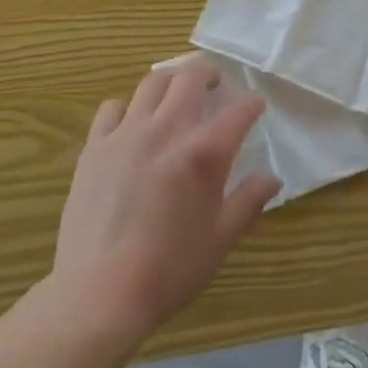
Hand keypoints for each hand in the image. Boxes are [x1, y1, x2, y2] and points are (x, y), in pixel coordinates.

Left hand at [52, 59, 280, 340]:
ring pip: (152, 82)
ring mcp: (127, 134)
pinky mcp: (96, 146)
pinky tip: (132, 126)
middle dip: (208, 74)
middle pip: (190, 77)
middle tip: (214, 85)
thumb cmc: (169, 270)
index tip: (255, 107)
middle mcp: (168, 130)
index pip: (239, 110)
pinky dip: (128, 108)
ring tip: (176, 95)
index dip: (252, 104)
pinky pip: (113, 107)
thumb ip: (249, 201)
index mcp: (204, 153)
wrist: (99, 294)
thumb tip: (272, 177)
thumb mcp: (221, 240)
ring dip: (170, 82)